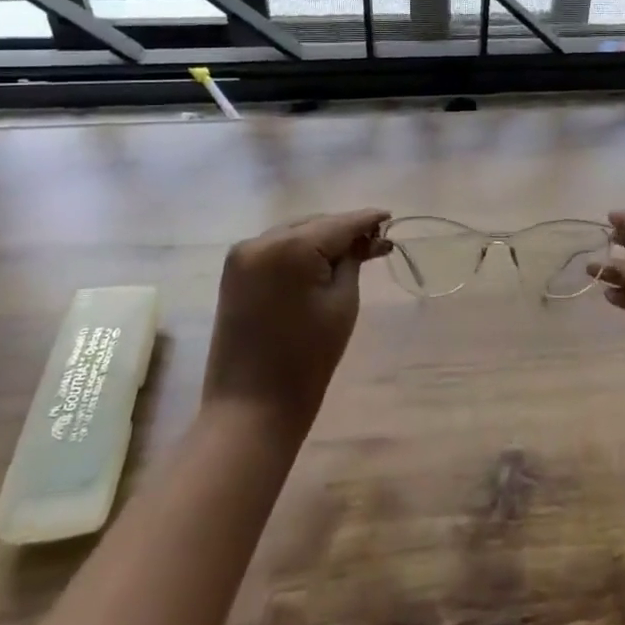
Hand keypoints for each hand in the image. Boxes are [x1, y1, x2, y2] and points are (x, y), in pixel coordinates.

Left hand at [201, 209, 391, 434]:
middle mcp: (261, 240)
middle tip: (376, 242)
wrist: (251, 408)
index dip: (367, 220)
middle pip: (314, 224)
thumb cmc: (307, 358)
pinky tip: (319, 262)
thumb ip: (352, 260)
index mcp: (290, 246)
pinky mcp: (234, 273)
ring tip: (352, 251)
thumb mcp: (342, 303)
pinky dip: (299, 252)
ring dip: (321, 240)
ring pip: (294, 234)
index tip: (390, 216)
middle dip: (344, 231)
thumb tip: (364, 238)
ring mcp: (242, 256)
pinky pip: (275, 249)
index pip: (339, 224)